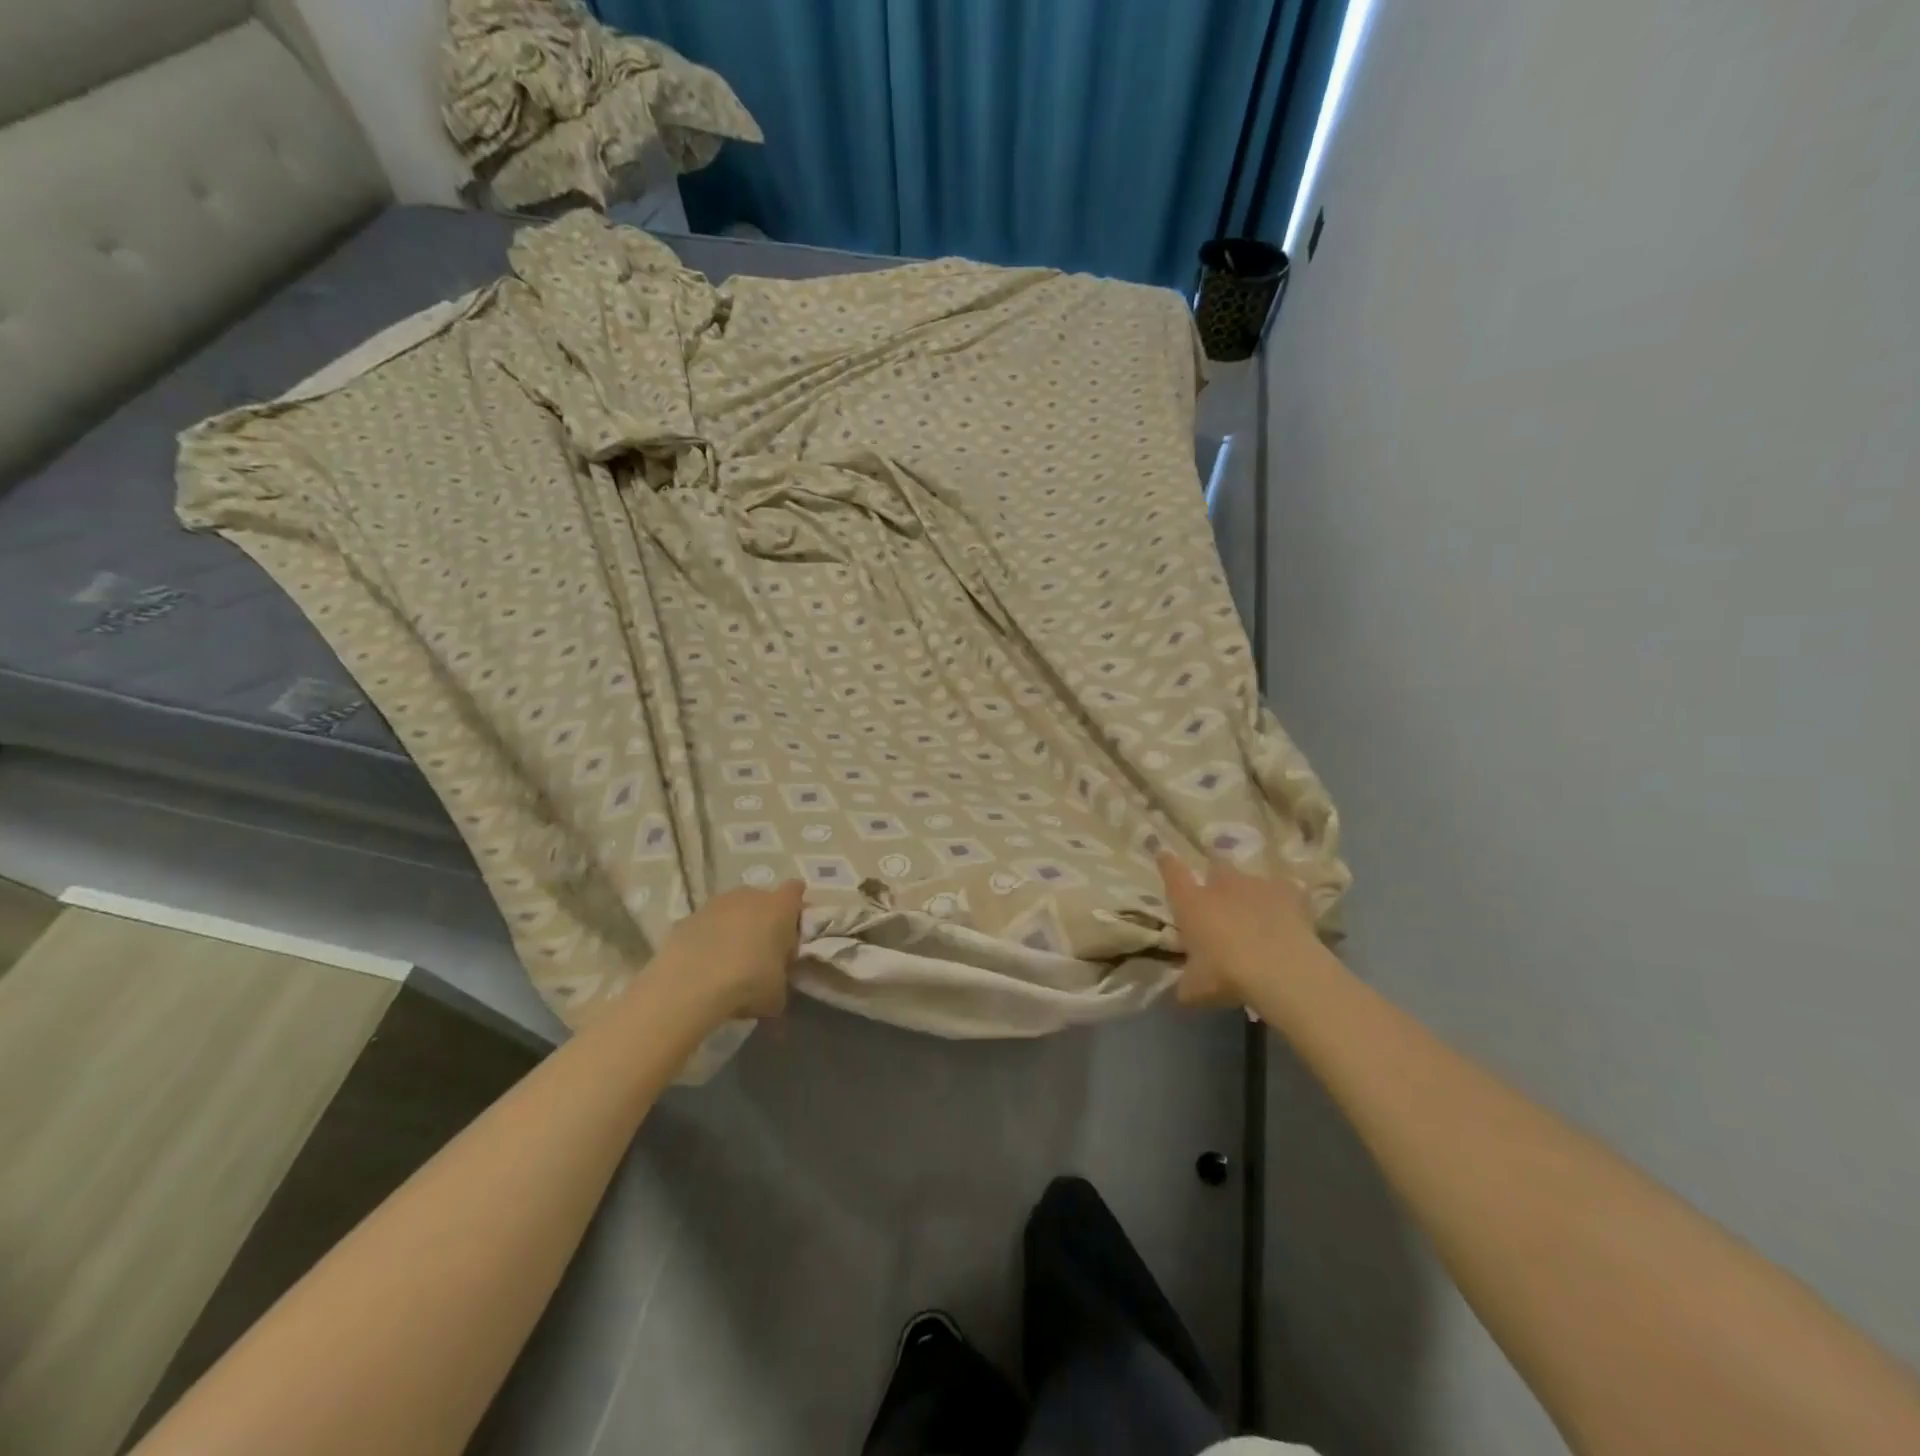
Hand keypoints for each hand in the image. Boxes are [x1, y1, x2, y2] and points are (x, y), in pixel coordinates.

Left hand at [640, 880, 804, 1023]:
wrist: (689, 985)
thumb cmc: (748, 982)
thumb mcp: (777, 993)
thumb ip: (781, 981)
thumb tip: (775, 985)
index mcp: (779, 908)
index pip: (795, 890)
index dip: (795, 907)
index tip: (792, 929)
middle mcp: (749, 896)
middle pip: (762, 899)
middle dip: (763, 920)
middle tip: (761, 950)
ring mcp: (715, 904)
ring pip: (731, 910)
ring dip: (733, 928)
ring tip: (729, 960)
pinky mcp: (687, 918)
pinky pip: (705, 926)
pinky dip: (707, 939)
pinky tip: (702, 965)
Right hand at [1157, 854, 1320, 1007]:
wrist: (1281, 970)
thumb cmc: (1227, 975)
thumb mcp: (1196, 989)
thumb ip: (1187, 983)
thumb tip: (1183, 990)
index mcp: (1192, 903)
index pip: (1172, 873)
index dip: (1167, 863)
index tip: (1164, 854)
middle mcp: (1221, 885)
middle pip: (1216, 867)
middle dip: (1217, 879)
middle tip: (1222, 901)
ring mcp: (1257, 885)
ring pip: (1250, 880)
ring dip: (1250, 894)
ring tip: (1258, 916)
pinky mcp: (1290, 892)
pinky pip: (1284, 892)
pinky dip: (1284, 902)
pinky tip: (1289, 920)